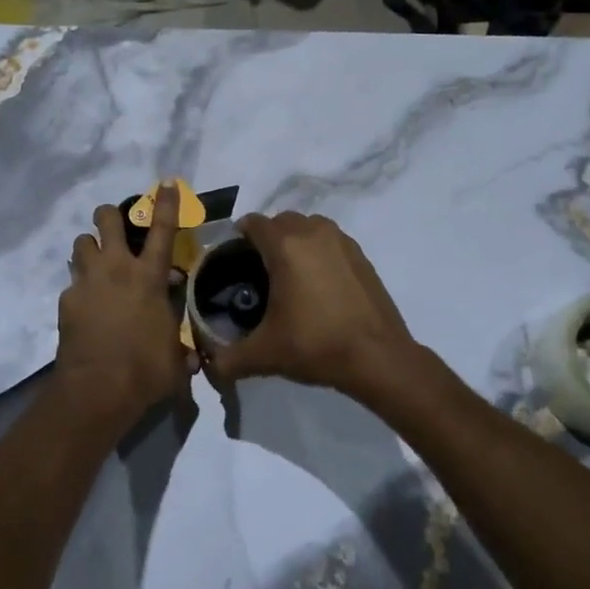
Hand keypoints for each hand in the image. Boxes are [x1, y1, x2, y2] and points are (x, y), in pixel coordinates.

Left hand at [55, 183, 192, 419]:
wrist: (97, 389)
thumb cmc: (146, 370)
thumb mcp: (176, 357)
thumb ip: (182, 346)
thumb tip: (191, 353)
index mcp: (150, 278)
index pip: (163, 231)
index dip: (167, 204)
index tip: (166, 183)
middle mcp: (117, 269)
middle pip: (108, 221)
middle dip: (111, 215)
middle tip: (115, 226)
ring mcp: (87, 282)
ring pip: (81, 243)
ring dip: (90, 248)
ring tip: (97, 263)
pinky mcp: (66, 300)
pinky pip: (72, 282)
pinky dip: (80, 288)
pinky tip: (87, 307)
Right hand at [200, 212, 419, 398]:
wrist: (378, 357)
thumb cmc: (316, 345)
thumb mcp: (265, 355)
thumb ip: (229, 359)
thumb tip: (211, 367)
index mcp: (285, 246)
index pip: (253, 223)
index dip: (238, 236)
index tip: (232, 257)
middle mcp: (313, 233)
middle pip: (281, 221)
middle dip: (266, 237)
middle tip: (257, 268)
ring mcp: (341, 241)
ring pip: (308, 227)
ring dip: (295, 240)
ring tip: (289, 273)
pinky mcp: (361, 255)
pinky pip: (330, 241)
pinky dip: (319, 251)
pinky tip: (318, 283)